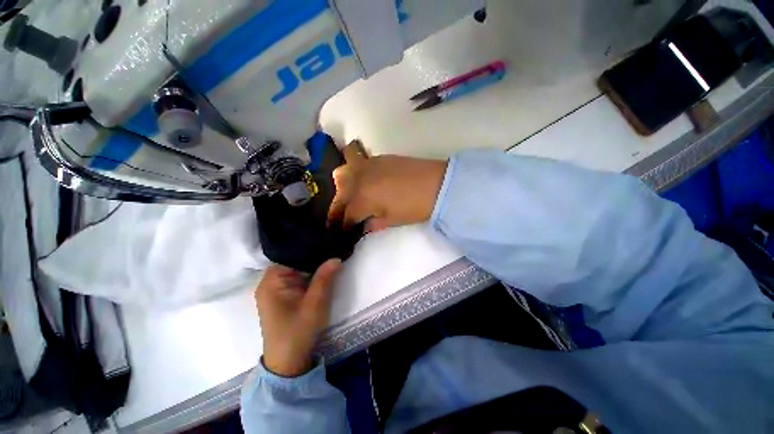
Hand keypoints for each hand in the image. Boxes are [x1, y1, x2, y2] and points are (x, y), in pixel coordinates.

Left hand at [255, 259, 341, 376]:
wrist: (288, 361)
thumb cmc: (298, 331)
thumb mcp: (315, 303)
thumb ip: (325, 278)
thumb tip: (336, 257)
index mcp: (271, 281)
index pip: (290, 254)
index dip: (309, 248)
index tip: (326, 243)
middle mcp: (269, 282)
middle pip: (293, 261)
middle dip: (313, 258)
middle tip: (331, 249)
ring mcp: (275, 290)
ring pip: (296, 270)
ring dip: (312, 267)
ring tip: (329, 257)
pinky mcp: (282, 296)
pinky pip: (297, 279)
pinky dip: (309, 276)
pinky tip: (321, 272)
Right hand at [327, 141, 447, 231]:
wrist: (436, 184)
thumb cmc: (414, 207)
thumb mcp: (392, 221)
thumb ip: (372, 224)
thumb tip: (362, 227)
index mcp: (362, 200)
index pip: (346, 215)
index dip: (343, 224)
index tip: (342, 230)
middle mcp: (358, 181)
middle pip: (339, 193)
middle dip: (338, 207)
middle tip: (345, 215)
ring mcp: (366, 166)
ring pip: (342, 172)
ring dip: (342, 184)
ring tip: (352, 192)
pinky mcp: (377, 158)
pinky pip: (356, 160)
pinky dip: (354, 170)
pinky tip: (364, 178)